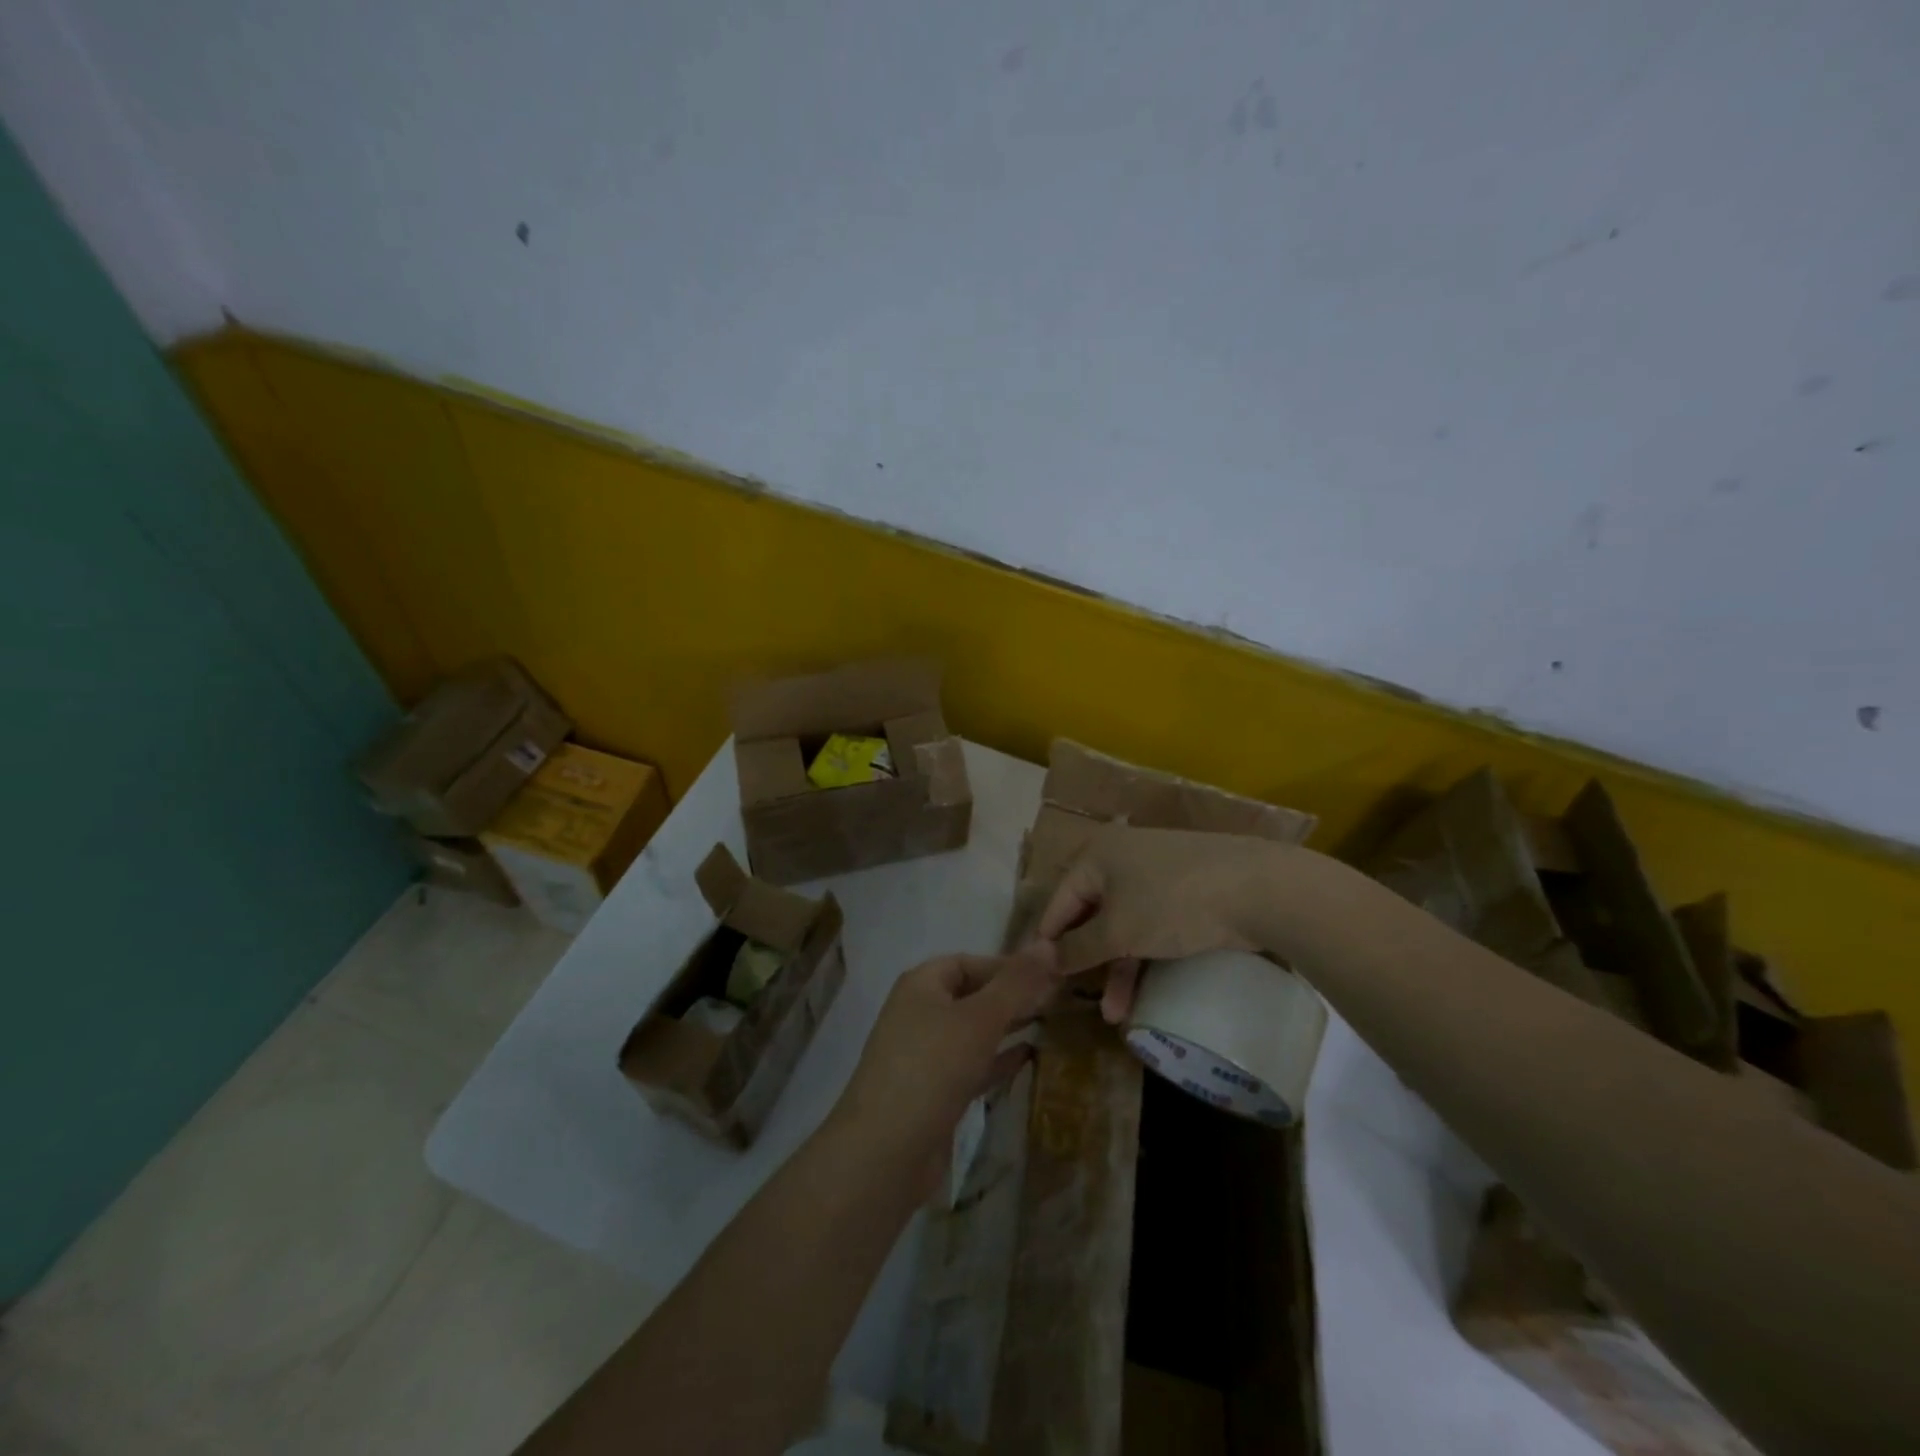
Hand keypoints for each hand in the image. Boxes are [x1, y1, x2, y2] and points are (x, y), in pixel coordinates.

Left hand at [829, 944, 1058, 1195]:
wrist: (886, 1152)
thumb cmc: (932, 1068)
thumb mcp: (980, 1019)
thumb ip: (1016, 983)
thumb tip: (1048, 942)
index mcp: (921, 985)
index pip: (968, 962)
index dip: (1006, 966)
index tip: (1047, 976)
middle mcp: (919, 1013)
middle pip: (971, 995)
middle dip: (1010, 996)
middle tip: (1056, 999)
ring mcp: (924, 1055)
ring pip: (972, 1031)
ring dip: (1007, 1026)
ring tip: (1050, 1023)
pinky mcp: (933, 1092)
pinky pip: (971, 1064)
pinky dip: (998, 1059)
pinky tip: (1029, 1057)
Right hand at [1034, 826, 1284, 1023]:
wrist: (1258, 888)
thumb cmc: (1171, 903)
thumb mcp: (1118, 930)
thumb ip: (1077, 948)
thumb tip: (1042, 959)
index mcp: (1096, 855)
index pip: (1058, 901)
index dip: (1047, 942)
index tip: (1038, 980)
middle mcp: (1121, 858)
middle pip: (1090, 914)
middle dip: (1085, 962)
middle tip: (1074, 999)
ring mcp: (1156, 874)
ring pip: (1122, 925)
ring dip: (1116, 969)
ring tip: (1113, 1015)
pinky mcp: (1184, 892)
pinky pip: (1150, 925)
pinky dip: (1142, 957)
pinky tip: (1141, 995)